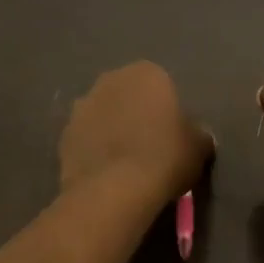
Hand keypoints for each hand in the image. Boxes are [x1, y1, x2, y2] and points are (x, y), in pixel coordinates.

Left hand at [60, 62, 212, 206]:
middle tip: (149, 146)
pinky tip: (106, 173)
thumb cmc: (166, 157)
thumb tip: (195, 135)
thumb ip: (197, 133)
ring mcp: (82, 106)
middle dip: (135, 114)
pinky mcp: (64, 134)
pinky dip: (94, 150)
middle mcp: (110, 80)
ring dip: (111, 130)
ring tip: (125, 163)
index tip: (172, 134)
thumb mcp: (199, 146)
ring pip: (103, 116)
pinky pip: (86, 139)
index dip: (166, 110)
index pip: (161, 85)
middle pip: (127, 96)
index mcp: (147, 73)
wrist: (116, 188)